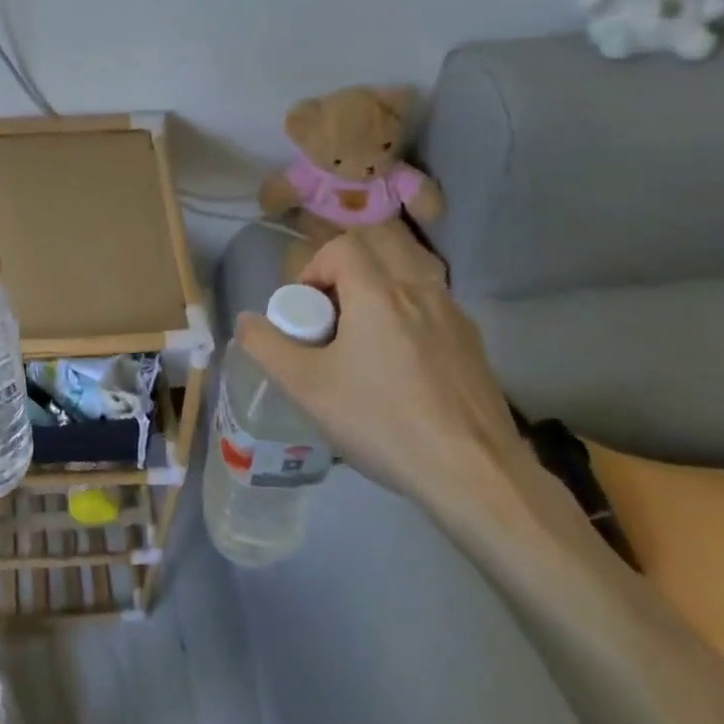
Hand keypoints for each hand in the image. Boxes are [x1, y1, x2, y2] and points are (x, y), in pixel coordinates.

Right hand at [234, 225, 525, 506]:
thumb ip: (266, 346)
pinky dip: (407, 315)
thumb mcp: (306, 388)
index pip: (341, 246)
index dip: (314, 268)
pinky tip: (402, 367)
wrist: (476, 476)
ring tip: (365, 341)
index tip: (306, 312)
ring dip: (378, 292)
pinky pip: (431, 306)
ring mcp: (454, 316)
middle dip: (346, 272)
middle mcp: (420, 291)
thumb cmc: (383, 422)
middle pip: (377, 250)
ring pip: (408, 276)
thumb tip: (247, 321)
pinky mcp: (474, 345)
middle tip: (333, 317)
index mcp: (378, 292)